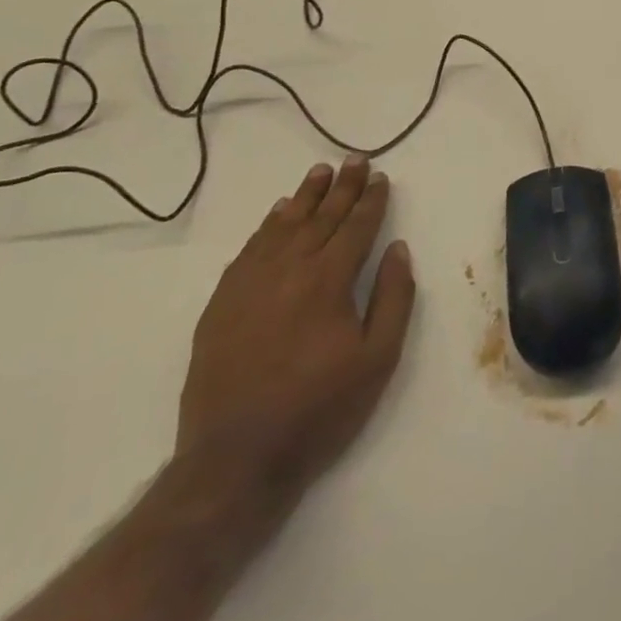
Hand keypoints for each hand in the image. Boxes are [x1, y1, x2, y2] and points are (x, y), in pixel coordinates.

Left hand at [176, 157, 416, 501]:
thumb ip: (393, 298)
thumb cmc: (319, 410)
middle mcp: (288, 270)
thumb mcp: (378, 360)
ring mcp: (250, 285)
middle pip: (321, 217)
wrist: (235, 460)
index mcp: (328, 280)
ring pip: (283, 226)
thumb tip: (397, 249)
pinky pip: (249, 250)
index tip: (380, 176)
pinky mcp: (222, 304)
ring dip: (305, 197)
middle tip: (354, 159)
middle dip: (342, 187)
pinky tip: (278, 214)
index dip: (371, 200)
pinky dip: (267, 226)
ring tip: (320, 172)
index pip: (356, 227)